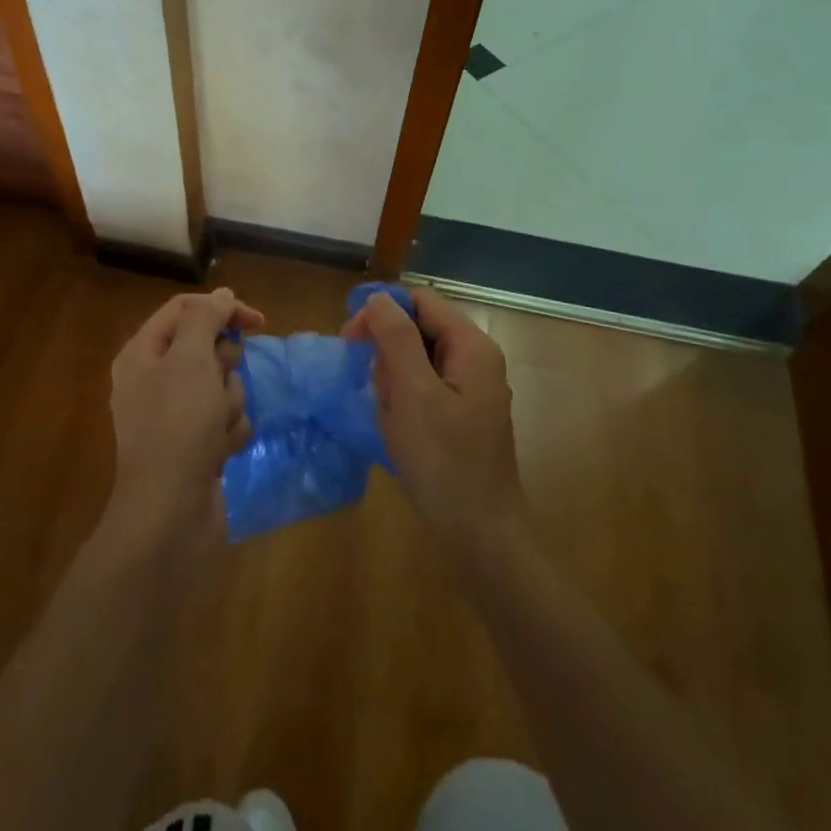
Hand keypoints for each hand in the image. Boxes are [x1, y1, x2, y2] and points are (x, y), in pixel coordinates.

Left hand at [99, 288, 264, 575]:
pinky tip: (221, 452)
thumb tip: (220, 295)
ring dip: (229, 403)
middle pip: (207, 348)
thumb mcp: (190, 359)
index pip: (185, 309)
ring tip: (217, 428)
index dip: (222, 309)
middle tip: (216, 386)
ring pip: (222, 385)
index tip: (258, 322)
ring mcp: (174, 415)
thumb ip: (205, 318)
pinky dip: (229, 432)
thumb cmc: (178, 426)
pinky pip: (225, 420)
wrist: (169, 514)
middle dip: (224, 367)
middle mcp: (154, 379)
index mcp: (142, 353)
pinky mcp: (194, 444)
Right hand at [343, 288, 526, 559]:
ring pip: (415, 362)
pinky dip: (403, 403)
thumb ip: (397, 339)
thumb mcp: (414, 394)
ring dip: (393, 384)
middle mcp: (474, 359)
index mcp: (471, 346)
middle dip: (388, 355)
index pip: (420, 301)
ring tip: (391, 419)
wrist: (479, 533)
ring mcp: (469, 388)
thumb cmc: (444, 461)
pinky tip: (398, 431)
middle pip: (418, 330)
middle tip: (375, 390)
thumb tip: (379, 297)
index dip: (382, 312)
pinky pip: (422, 390)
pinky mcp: (459, 414)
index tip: (350, 340)